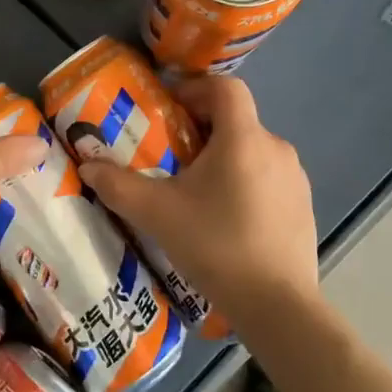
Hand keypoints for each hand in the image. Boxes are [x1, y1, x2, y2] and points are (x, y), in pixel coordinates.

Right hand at [79, 77, 317, 326]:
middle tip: (170, 155)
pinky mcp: (303, 206)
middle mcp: (276, 148)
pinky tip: (225, 219)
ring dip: (223, 158)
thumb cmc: (215, 245)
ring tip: (194, 191)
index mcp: (244, 138)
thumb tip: (87, 167)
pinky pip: (268, 178)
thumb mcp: (157, 214)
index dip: (194, 88)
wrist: (277, 305)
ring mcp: (295, 178)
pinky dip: (244, 182)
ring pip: (252, 150)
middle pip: (237, 120)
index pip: (225, 86)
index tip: (169, 108)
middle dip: (201, 129)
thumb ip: (118, 185)